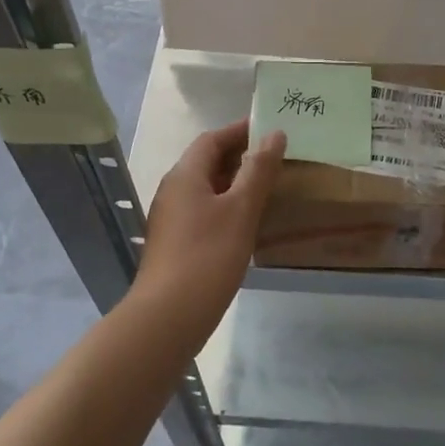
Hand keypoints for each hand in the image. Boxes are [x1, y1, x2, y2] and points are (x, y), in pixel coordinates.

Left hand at [137, 120, 285, 309]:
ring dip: (235, 181)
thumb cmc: (208, 256)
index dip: (240, 131)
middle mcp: (173, 190)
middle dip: (240, 155)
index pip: (212, 139)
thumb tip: (274, 134)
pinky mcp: (175, 242)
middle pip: (207, 161)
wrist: (168, 317)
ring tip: (268, 186)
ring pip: (206, 188)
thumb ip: (259, 170)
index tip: (271, 128)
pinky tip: (247, 221)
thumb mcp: (241, 209)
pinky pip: (204, 210)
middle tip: (276, 157)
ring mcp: (171, 218)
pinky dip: (227, 205)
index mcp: (185, 175)